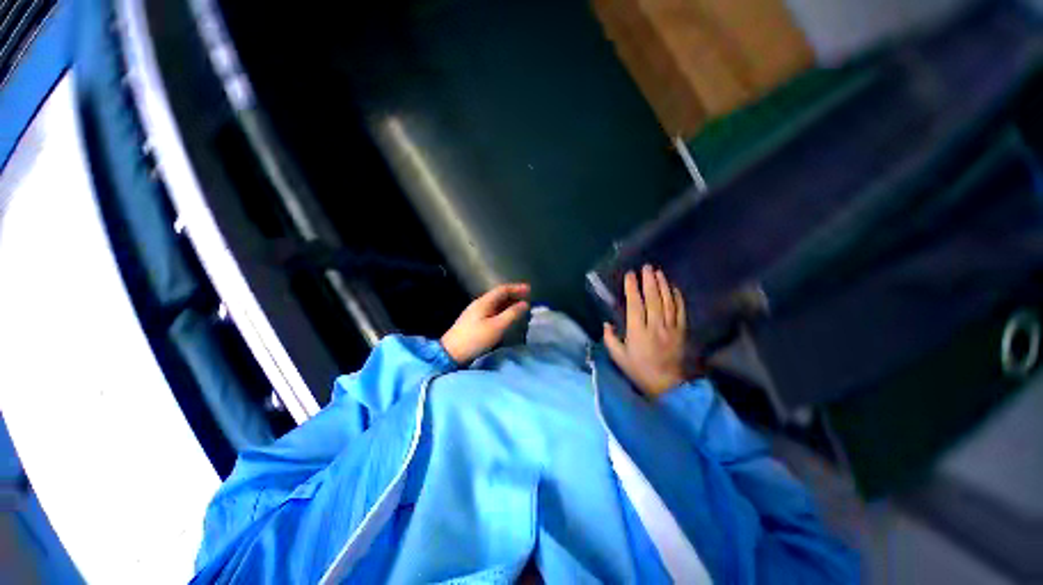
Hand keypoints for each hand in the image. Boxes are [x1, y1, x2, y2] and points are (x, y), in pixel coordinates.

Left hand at [441, 283, 530, 363]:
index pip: (503, 290)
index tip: (529, 289)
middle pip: (499, 296)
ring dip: (509, 305)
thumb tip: (525, 304)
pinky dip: (503, 312)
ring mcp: (476, 313)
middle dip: (514, 296)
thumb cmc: (476, 338)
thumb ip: (512, 314)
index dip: (517, 288)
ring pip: (496, 305)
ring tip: (521, 309)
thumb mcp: (497, 326)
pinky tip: (507, 319)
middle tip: (527, 299)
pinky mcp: (475, 322)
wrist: (451, 352)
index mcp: (484, 302)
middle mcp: (480, 304)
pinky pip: (492, 312)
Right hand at [604, 266, 687, 397]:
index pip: (635, 305)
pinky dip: (677, 298)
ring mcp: (670, 328)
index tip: (630, 275)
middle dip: (649, 281)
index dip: (632, 289)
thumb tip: (606, 323)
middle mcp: (655, 326)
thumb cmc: (638, 370)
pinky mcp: (681, 331)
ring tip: (658, 272)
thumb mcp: (619, 357)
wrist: (666, 384)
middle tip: (646, 267)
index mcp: (638, 332)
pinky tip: (673, 288)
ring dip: (662, 285)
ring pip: (667, 302)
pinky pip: (680, 311)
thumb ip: (610, 339)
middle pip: (653, 299)